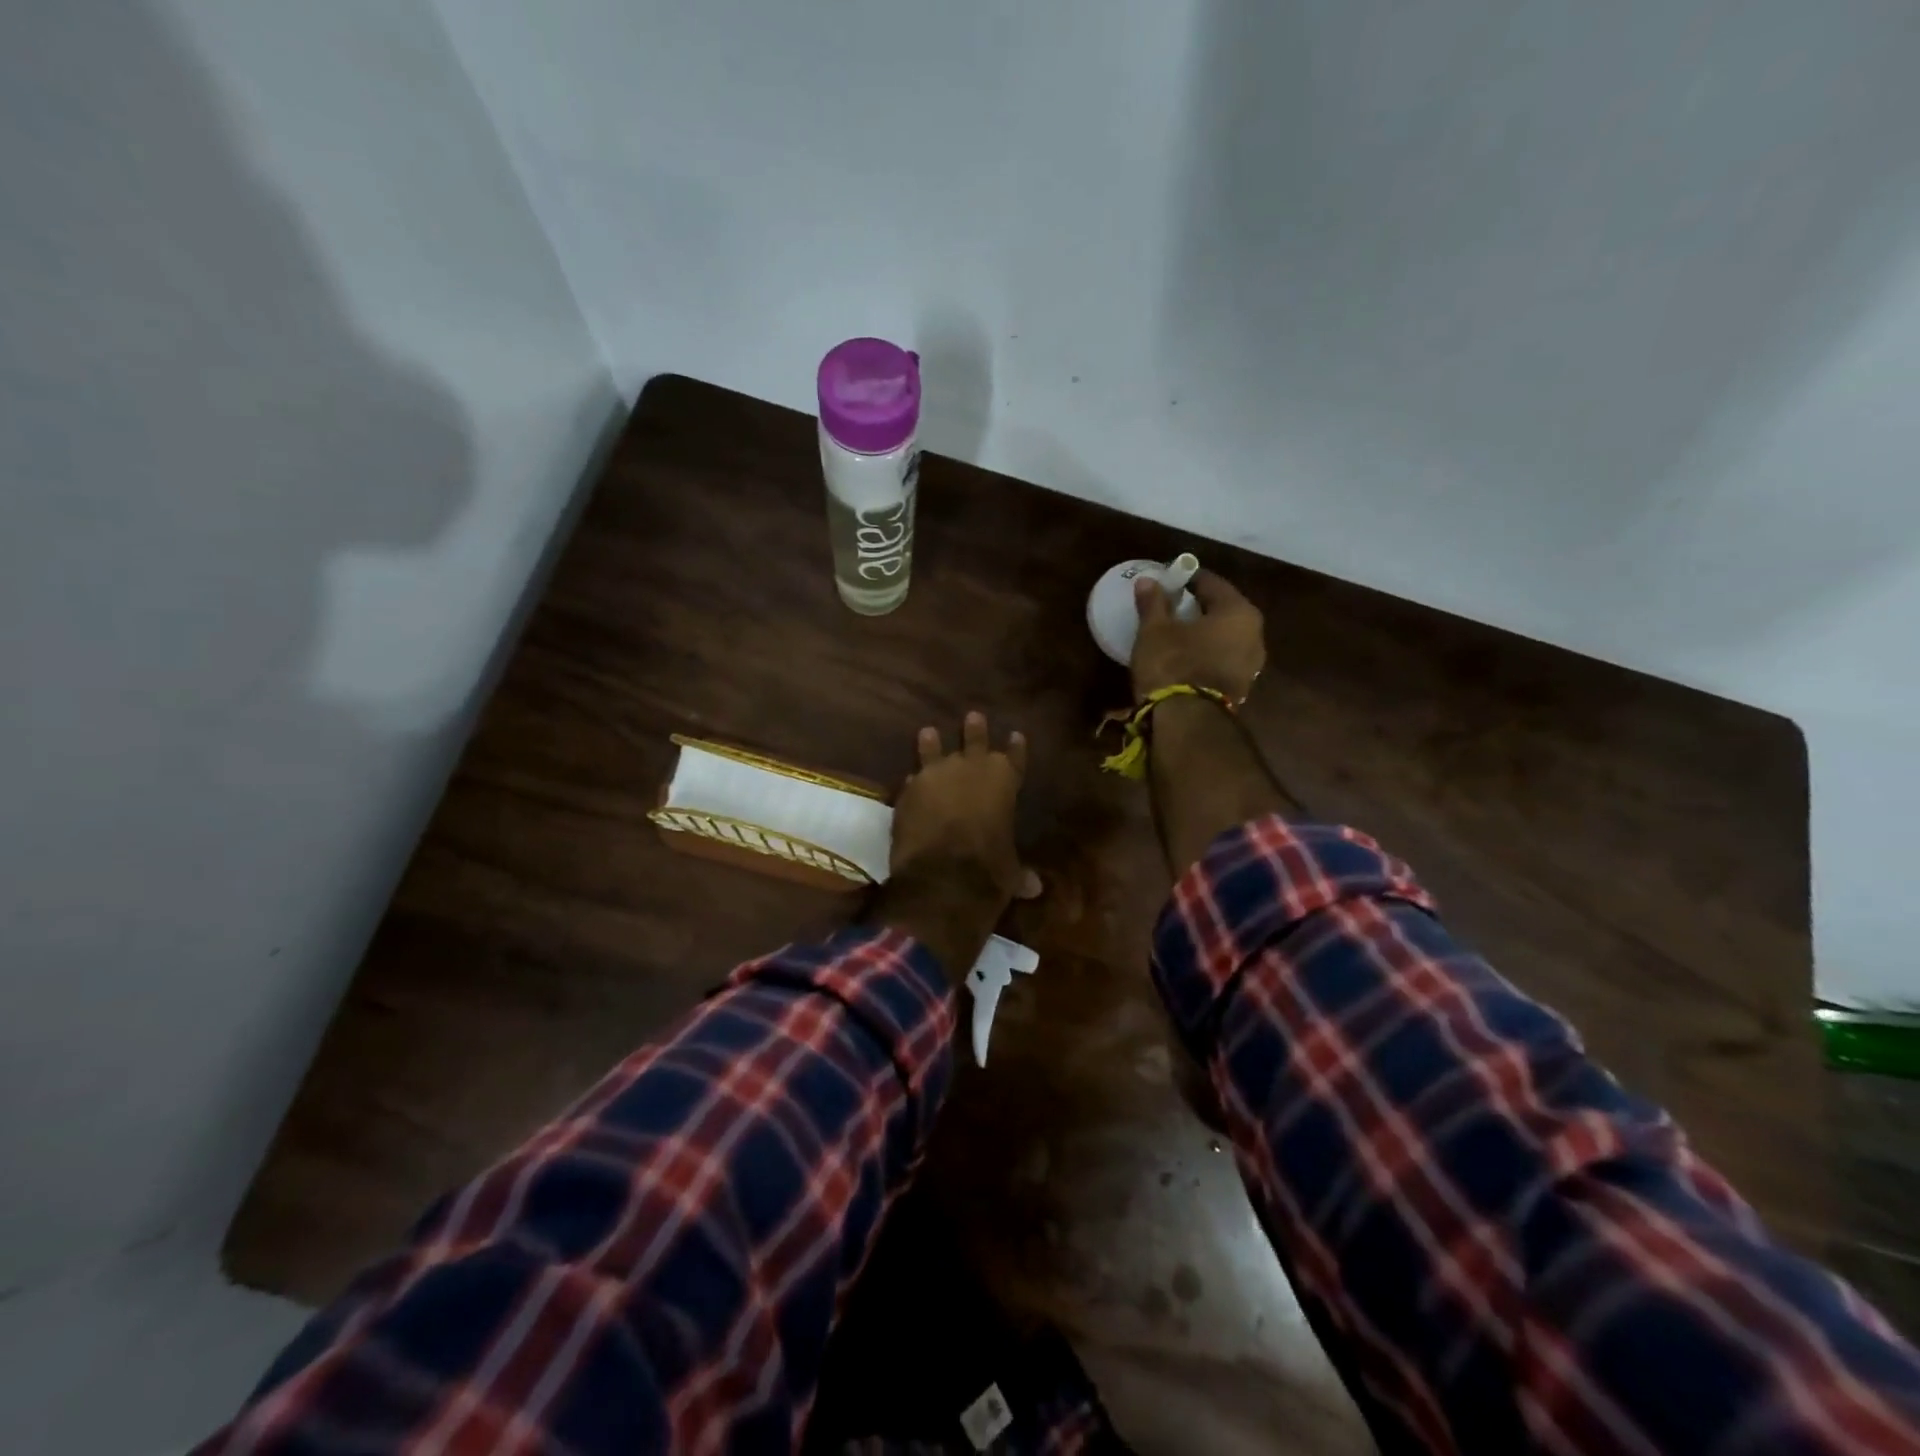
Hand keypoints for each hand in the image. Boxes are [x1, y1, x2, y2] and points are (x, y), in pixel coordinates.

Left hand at [891, 711, 1041, 901]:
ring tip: (928, 732)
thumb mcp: (1010, 870)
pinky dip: (913, 781)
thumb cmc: (989, 868)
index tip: (1016, 734)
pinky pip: (912, 779)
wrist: (943, 875)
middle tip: (973, 716)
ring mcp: (936, 775)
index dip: (1016, 747)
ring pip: (934, 749)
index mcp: (1004, 781)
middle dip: (974, 729)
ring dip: (932, 743)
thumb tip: (1034, 888)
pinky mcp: (908, 790)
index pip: (1014, 757)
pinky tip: (909, 779)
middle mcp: (972, 768)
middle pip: (974, 740)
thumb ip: (1019, 871)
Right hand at [1131, 570, 1265, 702]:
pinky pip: (1222, 658)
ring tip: (1177, 633)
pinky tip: (1186, 656)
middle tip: (1171, 605)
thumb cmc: (1173, 664)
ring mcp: (1252, 664)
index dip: (1187, 579)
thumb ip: (1154, 603)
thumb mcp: (1155, 630)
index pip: (1212, 583)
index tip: (1168, 580)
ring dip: (1204, 632)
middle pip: (1223, 610)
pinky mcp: (1241, 687)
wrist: (1188, 722)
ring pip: (1225, 637)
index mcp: (1239, 612)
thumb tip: (1148, 581)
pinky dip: (1207, 653)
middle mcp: (1255, 634)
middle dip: (1198, 606)